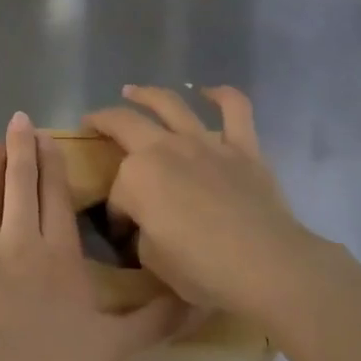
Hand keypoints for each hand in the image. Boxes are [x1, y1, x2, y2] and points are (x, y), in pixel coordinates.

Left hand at [0, 111, 182, 360]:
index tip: (47, 137)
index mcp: (57, 257)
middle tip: (18, 120)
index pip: (56, 198)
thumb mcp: (111, 354)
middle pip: (21, 186)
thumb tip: (196, 300)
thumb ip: (151, 323)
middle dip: (21, 149)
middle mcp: (17, 242)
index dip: (52, 165)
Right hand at [84, 86, 315, 319]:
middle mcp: (165, 148)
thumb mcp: (153, 261)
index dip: (115, 214)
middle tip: (92, 121)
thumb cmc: (203, 270)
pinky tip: (209, 92)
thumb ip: (143, 233)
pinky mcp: (242, 147)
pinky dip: (222, 95)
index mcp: (137, 176)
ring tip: (132, 90)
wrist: (267, 266)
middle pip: (125, 124)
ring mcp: (205, 143)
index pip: (117, 192)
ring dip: (147, 94)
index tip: (122, 234)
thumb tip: (148, 224)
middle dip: (103, 121)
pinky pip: (235, 109)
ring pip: (170, 104)